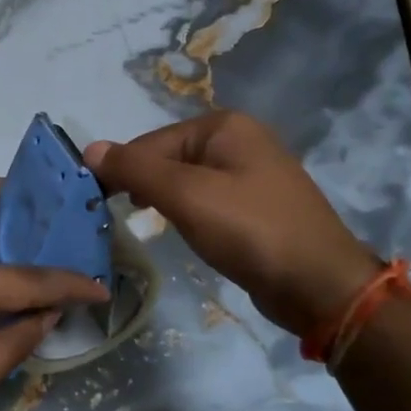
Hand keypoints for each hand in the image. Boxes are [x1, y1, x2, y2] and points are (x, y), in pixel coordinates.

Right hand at [84, 111, 379, 336]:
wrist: (320, 285)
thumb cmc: (251, 231)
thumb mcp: (187, 196)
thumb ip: (137, 169)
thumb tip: (90, 148)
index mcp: (224, 126)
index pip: (151, 142)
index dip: (122, 171)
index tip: (98, 204)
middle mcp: (239, 140)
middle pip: (168, 157)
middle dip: (143, 185)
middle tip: (120, 218)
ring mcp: (251, 172)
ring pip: (186, 180)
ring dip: (163, 200)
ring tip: (146, 224)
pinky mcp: (255, 205)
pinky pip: (206, 199)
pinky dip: (187, 213)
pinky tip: (182, 231)